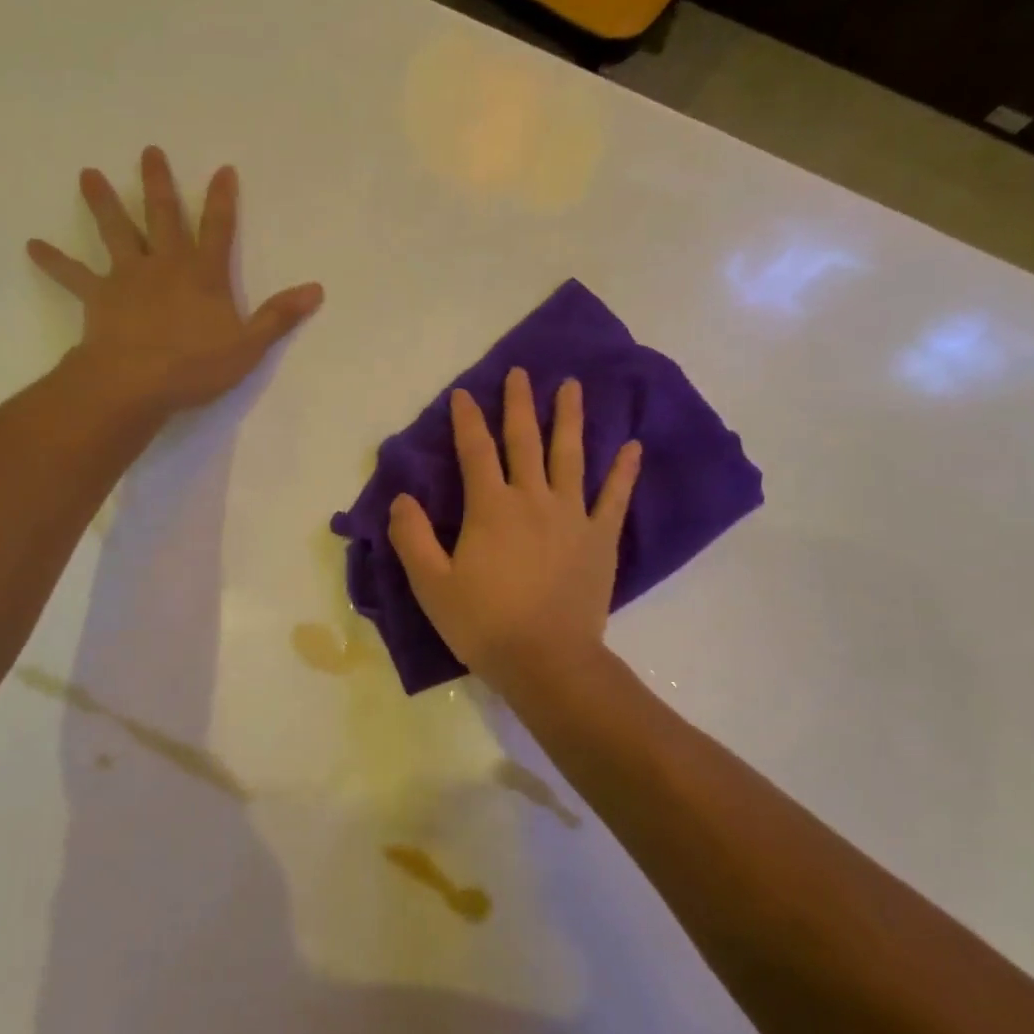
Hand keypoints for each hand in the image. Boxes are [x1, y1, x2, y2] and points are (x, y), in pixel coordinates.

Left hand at [27, 147, 323, 412]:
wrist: (135, 383)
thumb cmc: (195, 367)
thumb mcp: (248, 346)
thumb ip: (278, 317)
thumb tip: (316, 290)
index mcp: (203, 275)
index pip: (218, 229)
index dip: (222, 200)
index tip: (222, 169)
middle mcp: (165, 265)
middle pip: (163, 216)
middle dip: (159, 183)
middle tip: (149, 150)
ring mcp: (128, 277)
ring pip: (116, 232)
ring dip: (103, 203)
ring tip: (88, 174)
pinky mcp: (98, 297)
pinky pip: (73, 275)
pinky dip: (54, 261)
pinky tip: (32, 246)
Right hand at [389, 369, 639, 694]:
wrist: (546, 661)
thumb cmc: (483, 623)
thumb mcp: (430, 584)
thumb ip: (412, 537)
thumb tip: (401, 498)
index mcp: (490, 507)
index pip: (475, 450)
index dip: (467, 420)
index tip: (463, 394)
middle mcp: (532, 499)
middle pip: (525, 440)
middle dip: (519, 404)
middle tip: (521, 372)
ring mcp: (572, 516)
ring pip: (571, 456)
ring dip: (570, 418)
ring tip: (572, 387)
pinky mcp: (600, 538)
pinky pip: (615, 497)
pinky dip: (624, 471)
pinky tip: (632, 446)